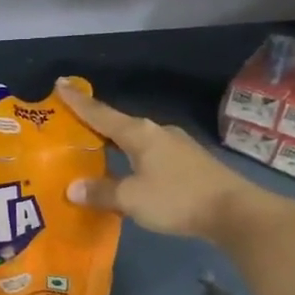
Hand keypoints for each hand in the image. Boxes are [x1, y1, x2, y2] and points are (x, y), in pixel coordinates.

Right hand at [55, 80, 294, 244]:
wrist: (234, 211)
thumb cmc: (177, 199)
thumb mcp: (132, 199)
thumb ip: (101, 192)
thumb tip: (72, 188)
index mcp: (139, 134)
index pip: (101, 113)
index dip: (78, 101)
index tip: (60, 83)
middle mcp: (157, 132)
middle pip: (119, 124)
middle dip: (95, 125)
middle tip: (71, 125)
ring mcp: (176, 146)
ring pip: (136, 141)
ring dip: (115, 145)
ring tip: (97, 152)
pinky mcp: (189, 162)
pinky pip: (150, 155)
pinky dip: (132, 159)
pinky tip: (128, 172)